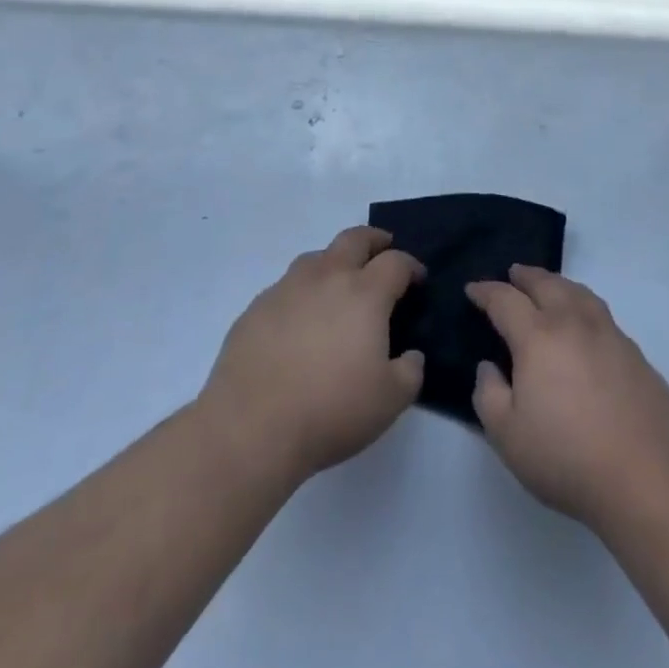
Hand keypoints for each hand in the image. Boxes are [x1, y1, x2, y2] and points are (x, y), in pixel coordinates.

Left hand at [198, 225, 424, 485]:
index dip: (411, 266)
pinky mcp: (255, 309)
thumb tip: (411, 356)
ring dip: (334, 262)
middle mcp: (326, 278)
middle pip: (354, 239)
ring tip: (338, 285)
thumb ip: (410, 372)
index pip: (395, 262)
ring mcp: (286, 289)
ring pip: (316, 257)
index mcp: (364, 293)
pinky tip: (299, 321)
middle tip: (382, 251)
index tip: (417, 279)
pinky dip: (301, 293)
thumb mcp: (390, 401)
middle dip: (373, 240)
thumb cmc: (331, 411)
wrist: (251, 429)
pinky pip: (285, 288)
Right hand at [468, 265, 668, 532]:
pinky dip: (584, 307)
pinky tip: (584, 326)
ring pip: (579, 293)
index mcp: (538, 337)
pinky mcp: (635, 354)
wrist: (647, 478)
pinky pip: (602, 315)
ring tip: (549, 287)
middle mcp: (573, 323)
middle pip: (546, 284)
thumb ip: (489, 395)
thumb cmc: (567, 458)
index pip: (505, 300)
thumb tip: (489, 366)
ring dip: (558, 284)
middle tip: (512, 273)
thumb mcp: (507, 436)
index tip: (473, 289)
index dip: (486, 291)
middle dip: (525, 276)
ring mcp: (610, 335)